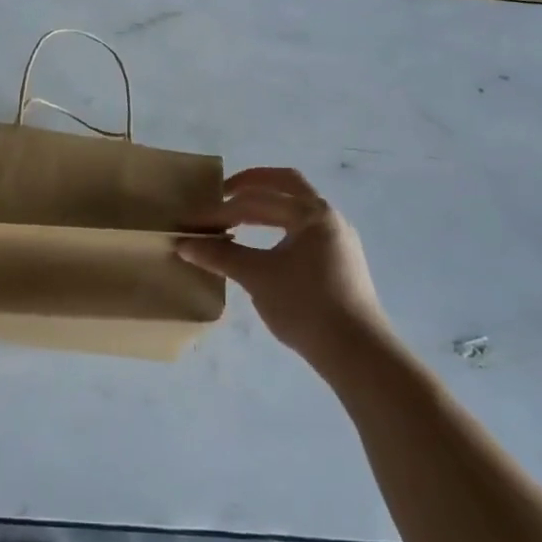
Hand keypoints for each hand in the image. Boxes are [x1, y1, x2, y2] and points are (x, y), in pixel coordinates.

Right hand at [178, 167, 385, 360]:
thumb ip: (220, 255)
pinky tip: (263, 248)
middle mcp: (329, 217)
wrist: (357, 353)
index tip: (198, 221)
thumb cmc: (306, 305)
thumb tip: (183, 244)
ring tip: (237, 222)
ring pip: (296, 210)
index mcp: (312, 212)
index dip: (224, 208)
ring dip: (265, 210)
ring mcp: (338, 240)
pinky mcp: (340, 263)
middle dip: (250, 189)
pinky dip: (279, 229)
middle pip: (285, 188)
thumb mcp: (257, 277)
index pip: (259, 197)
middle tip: (221, 197)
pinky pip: (304, 231)